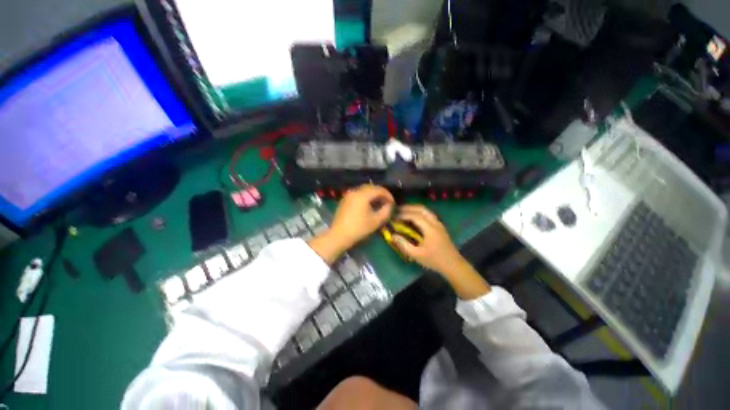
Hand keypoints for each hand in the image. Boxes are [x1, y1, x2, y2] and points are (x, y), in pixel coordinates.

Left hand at [309, 185, 393, 263]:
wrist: (339, 235)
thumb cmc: (359, 228)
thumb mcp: (376, 221)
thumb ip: (386, 211)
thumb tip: (389, 205)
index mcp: (363, 195)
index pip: (379, 189)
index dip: (388, 195)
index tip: (393, 203)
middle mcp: (355, 191)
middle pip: (371, 187)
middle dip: (381, 193)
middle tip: (387, 202)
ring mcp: (348, 195)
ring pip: (364, 190)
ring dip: (373, 195)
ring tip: (379, 203)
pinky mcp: (344, 200)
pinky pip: (358, 194)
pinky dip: (365, 197)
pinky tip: (368, 205)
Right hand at [393, 205, 490, 299]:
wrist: (453, 265)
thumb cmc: (434, 260)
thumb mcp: (417, 255)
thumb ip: (404, 245)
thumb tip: (393, 236)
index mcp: (430, 229)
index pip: (415, 216)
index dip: (403, 214)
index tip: (394, 216)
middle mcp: (435, 223)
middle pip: (421, 209)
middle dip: (409, 208)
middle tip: (397, 210)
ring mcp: (439, 223)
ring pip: (426, 210)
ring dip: (414, 209)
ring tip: (404, 212)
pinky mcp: (440, 226)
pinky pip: (428, 214)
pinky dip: (419, 213)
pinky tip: (413, 218)